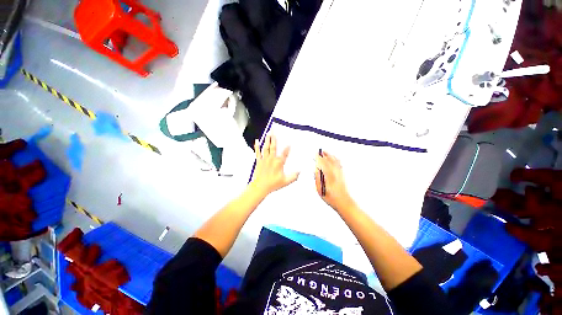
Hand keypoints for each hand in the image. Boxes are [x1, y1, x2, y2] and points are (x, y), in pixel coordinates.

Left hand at [250, 135, 298, 195]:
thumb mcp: (286, 181)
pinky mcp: (259, 161)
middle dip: (274, 139)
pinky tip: (256, 141)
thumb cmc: (273, 184)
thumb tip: (299, 171)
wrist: (260, 187)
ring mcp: (265, 159)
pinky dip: (257, 146)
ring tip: (268, 133)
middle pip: (274, 147)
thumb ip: (293, 176)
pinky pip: (258, 152)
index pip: (285, 153)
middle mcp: (272, 159)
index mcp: (279, 163)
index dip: (288, 148)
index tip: (290, 142)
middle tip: (274, 132)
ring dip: (267, 140)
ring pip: (266, 147)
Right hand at [315, 151, 354, 210]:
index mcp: (329, 176)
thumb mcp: (320, 189)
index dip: (319, 158)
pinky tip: (334, 158)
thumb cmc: (332, 198)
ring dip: (330, 155)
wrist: (344, 202)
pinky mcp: (342, 175)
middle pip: (329, 160)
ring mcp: (340, 173)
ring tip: (325, 152)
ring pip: (335, 161)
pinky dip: (335, 159)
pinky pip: (339, 164)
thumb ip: (317, 178)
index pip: (323, 163)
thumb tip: (316, 170)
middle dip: (324, 155)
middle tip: (319, 151)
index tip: (315, 154)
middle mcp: (335, 173)